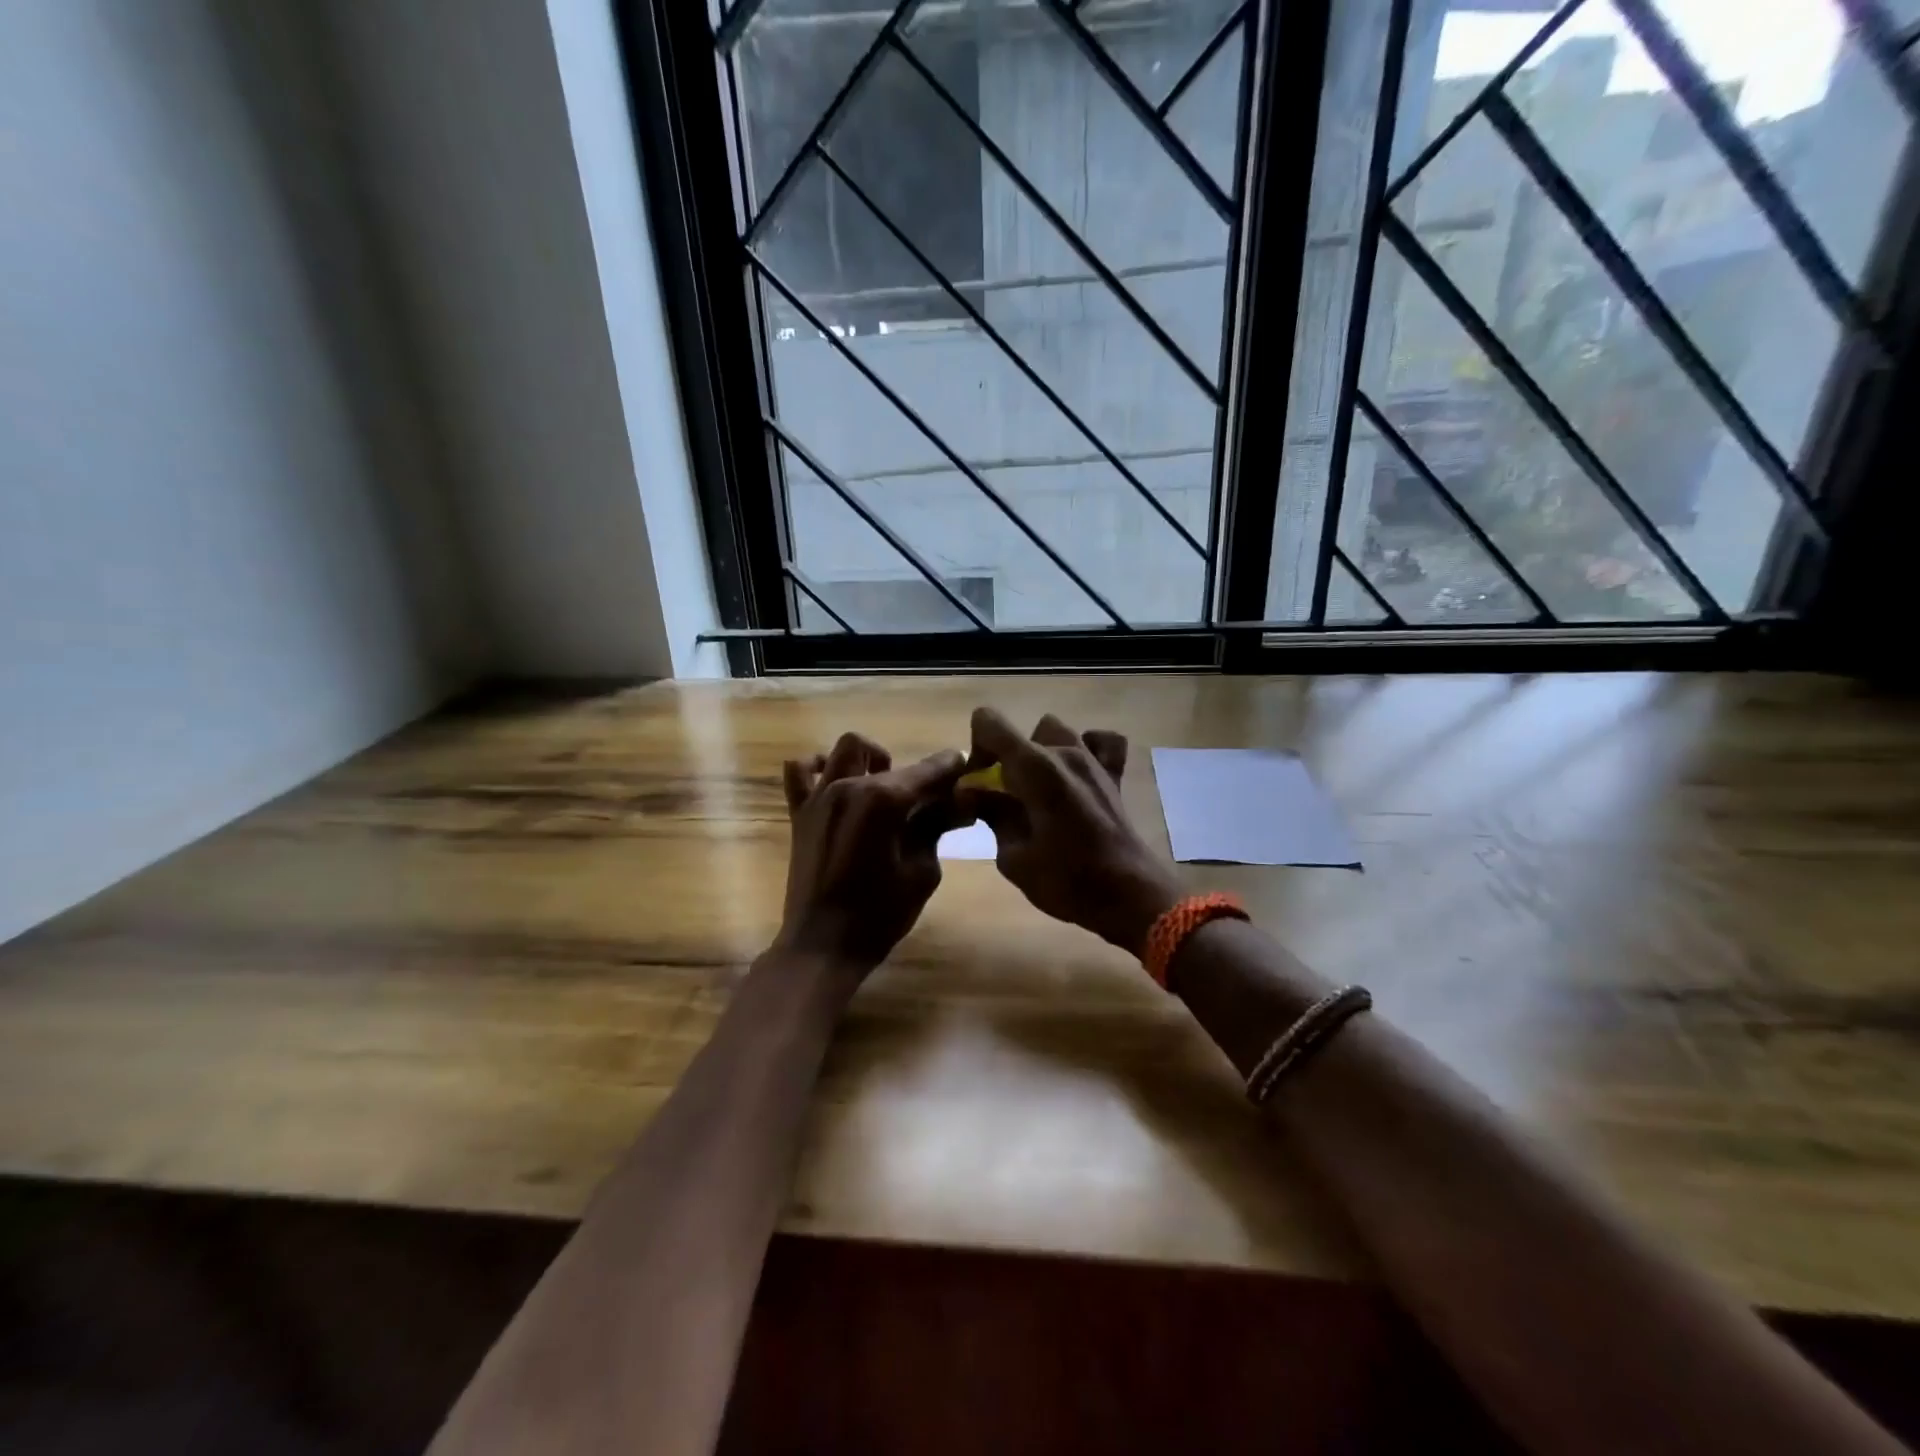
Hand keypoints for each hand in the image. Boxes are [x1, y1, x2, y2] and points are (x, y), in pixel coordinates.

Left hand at [777, 733, 964, 972]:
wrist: (822, 946)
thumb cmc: (879, 914)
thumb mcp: (922, 872)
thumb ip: (936, 827)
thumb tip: (960, 803)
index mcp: (883, 800)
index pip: (928, 770)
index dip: (951, 767)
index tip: (966, 769)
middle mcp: (849, 785)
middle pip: (892, 761)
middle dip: (918, 773)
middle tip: (932, 799)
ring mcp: (820, 796)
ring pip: (847, 749)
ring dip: (871, 760)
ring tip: (883, 787)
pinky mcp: (800, 812)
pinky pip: (800, 772)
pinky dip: (819, 767)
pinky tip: (836, 783)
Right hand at [957, 708, 1182, 955]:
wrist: (1130, 897)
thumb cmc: (1068, 881)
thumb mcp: (1013, 857)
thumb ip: (991, 815)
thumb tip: (971, 792)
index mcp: (1034, 768)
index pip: (989, 722)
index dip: (976, 749)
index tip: (979, 785)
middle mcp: (1064, 752)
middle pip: (1020, 734)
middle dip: (1004, 758)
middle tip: (1004, 797)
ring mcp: (1093, 761)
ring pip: (1055, 732)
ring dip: (1039, 752)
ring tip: (1038, 789)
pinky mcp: (1114, 775)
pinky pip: (1100, 742)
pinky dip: (1086, 748)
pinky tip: (1076, 773)